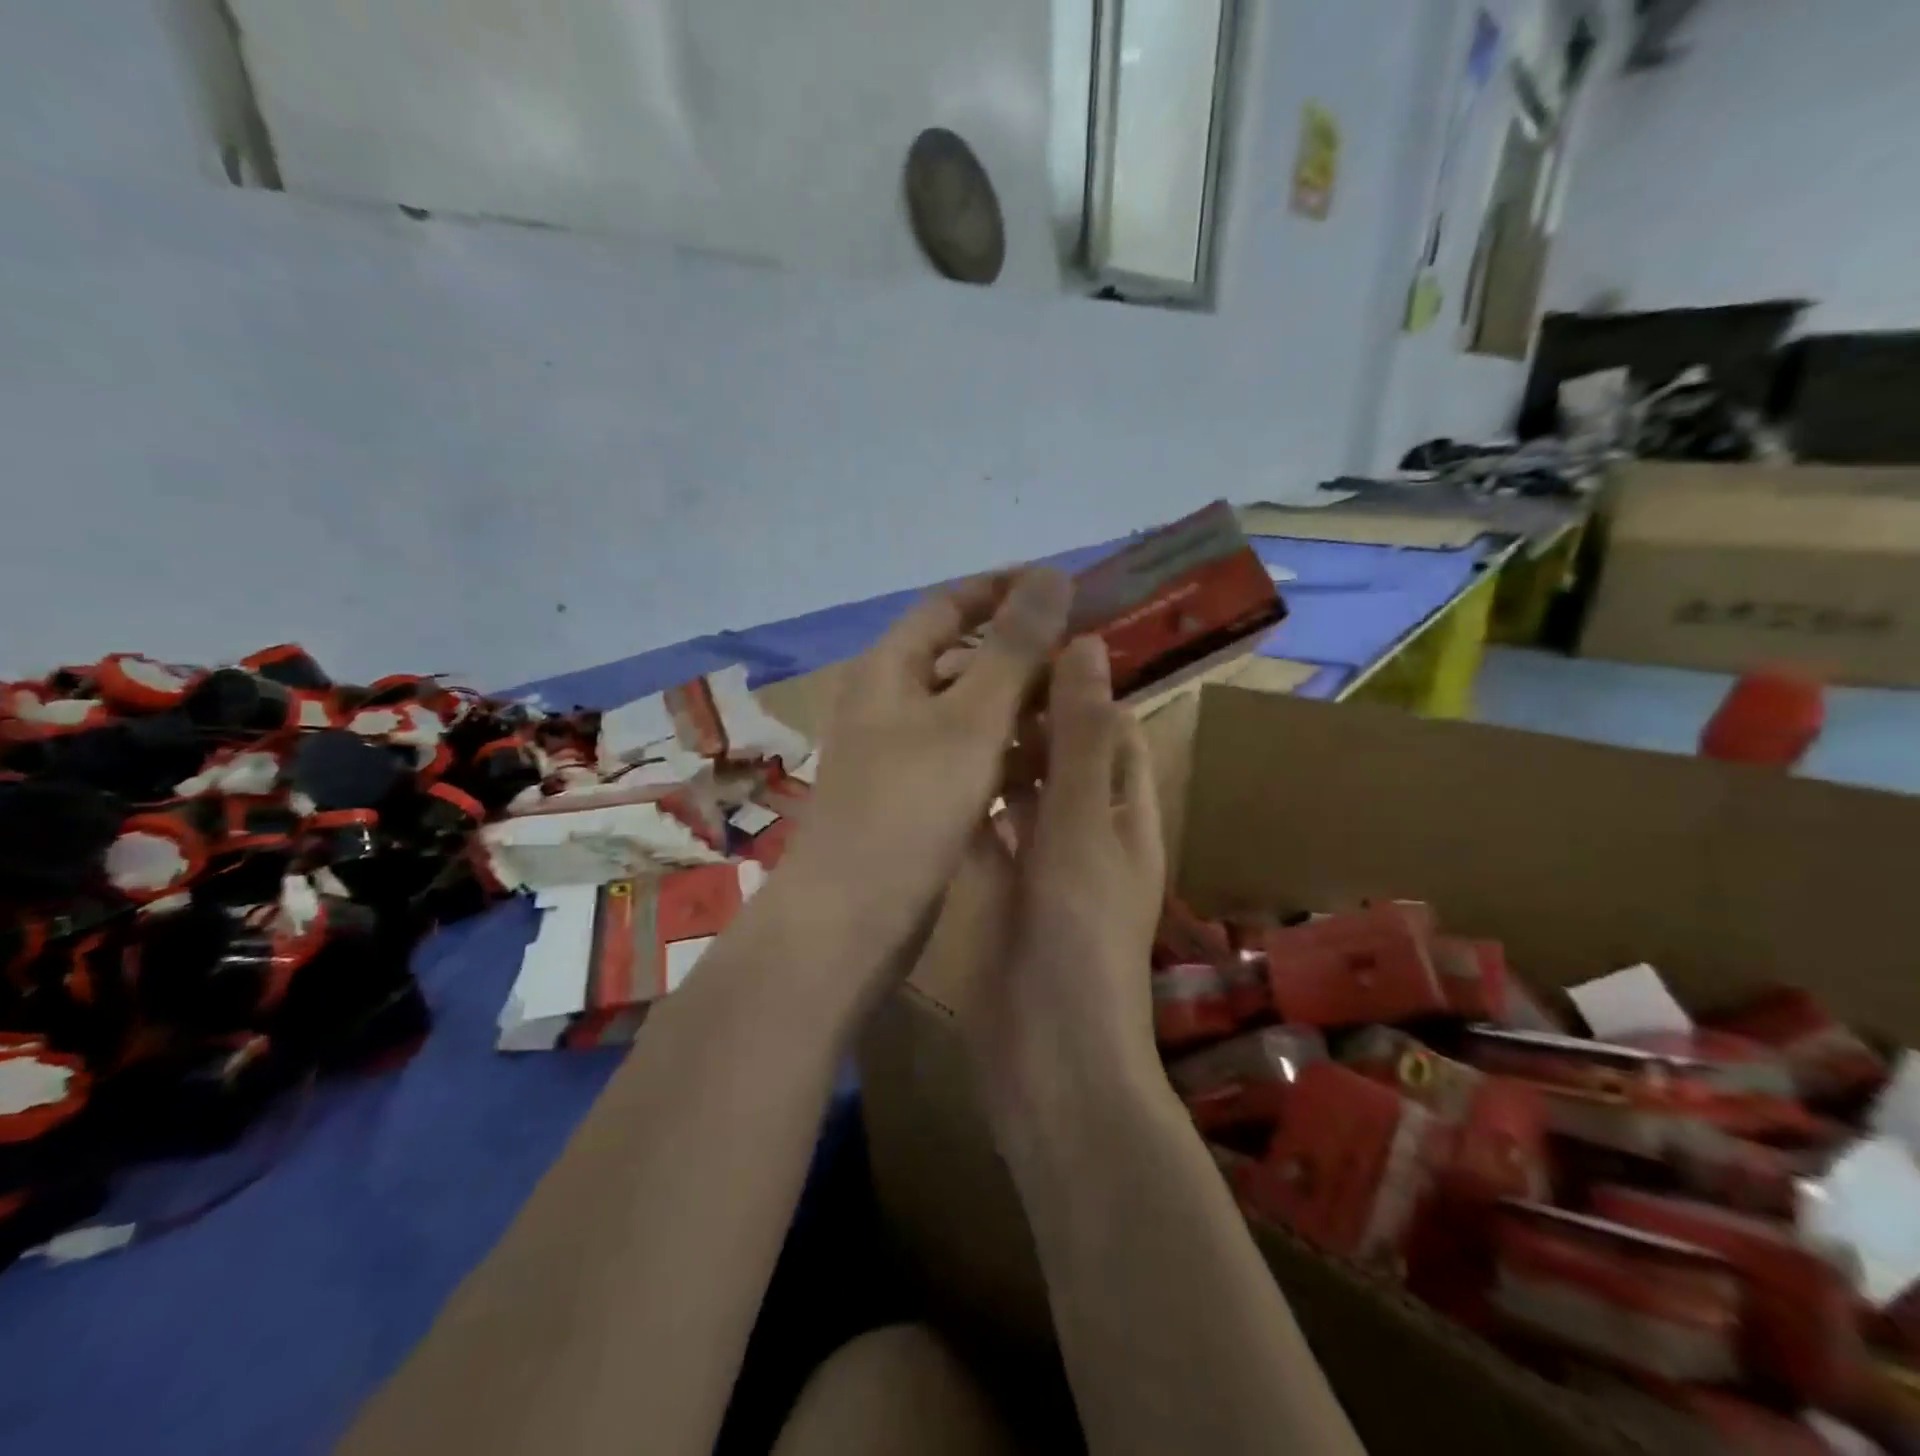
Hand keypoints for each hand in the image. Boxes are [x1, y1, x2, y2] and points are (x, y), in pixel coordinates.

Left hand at [779, 569, 1071, 984]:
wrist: (851, 918)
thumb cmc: (909, 806)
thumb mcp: (970, 719)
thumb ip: (1013, 648)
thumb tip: (1051, 575)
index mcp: (888, 668)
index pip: (949, 604)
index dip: (1004, 589)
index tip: (1063, 587)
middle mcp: (887, 702)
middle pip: (962, 659)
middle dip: (1022, 654)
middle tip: (1085, 658)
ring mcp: (898, 753)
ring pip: (969, 713)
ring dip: (1020, 709)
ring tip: (1080, 711)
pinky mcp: (912, 798)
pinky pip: (966, 758)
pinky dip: (1004, 754)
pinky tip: (1048, 765)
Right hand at [949, 637, 1166, 1133]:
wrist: (1045, 1054)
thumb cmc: (1077, 933)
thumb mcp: (1083, 824)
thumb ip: (1080, 739)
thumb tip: (1088, 646)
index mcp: (1124, 813)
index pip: (1111, 730)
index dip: (1079, 686)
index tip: (1029, 646)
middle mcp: (1086, 832)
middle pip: (1059, 757)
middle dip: (1027, 716)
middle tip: (971, 671)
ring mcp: (1040, 865)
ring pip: (1018, 794)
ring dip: (993, 757)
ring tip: (946, 708)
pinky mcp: (999, 893)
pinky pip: (985, 835)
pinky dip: (966, 806)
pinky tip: (930, 775)